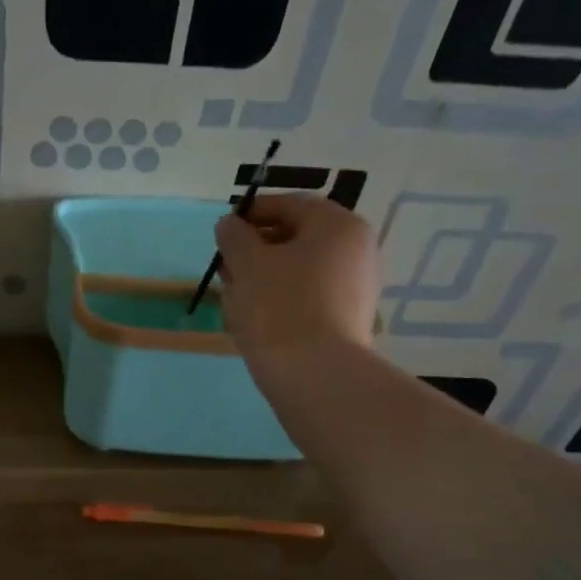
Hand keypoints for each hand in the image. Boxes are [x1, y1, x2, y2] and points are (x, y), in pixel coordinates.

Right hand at [214, 194, 381, 359]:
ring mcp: (356, 289)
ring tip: (234, 296)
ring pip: (300, 271)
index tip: (223, 230)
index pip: (290, 204)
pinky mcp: (348, 321)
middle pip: (298, 238)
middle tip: (225, 267)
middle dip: (257, 249)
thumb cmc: (279, 306)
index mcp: (338, 225)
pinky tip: (255, 319)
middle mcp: (357, 250)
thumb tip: (230, 224)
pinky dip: (282, 300)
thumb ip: (234, 236)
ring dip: (265, 277)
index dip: (252, 213)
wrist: (315, 375)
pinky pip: (309, 298)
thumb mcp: (246, 263)